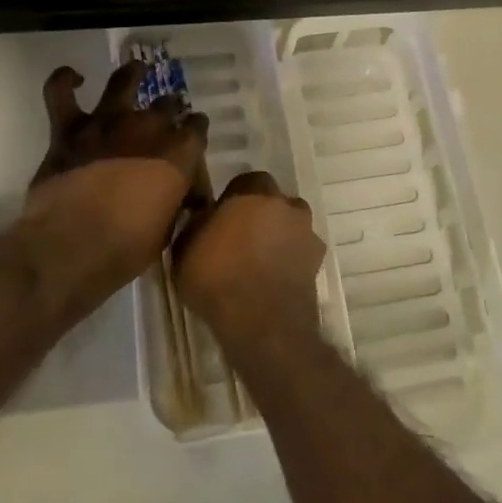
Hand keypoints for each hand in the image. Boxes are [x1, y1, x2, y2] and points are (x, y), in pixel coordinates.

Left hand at [9, 62, 208, 307]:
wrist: (71, 248)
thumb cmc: (125, 249)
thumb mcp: (166, 232)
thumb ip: (174, 203)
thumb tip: (179, 198)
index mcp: (178, 155)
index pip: (197, 128)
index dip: (195, 131)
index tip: (192, 138)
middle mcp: (146, 129)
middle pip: (166, 105)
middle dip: (169, 109)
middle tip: (165, 118)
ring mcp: (105, 124)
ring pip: (123, 82)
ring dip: (131, 74)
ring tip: (136, 70)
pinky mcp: (68, 130)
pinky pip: (60, 92)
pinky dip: (65, 80)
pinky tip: (73, 77)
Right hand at [174, 171, 326, 359]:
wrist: (262, 321)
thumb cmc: (217, 278)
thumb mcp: (184, 249)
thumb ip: (196, 224)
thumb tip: (201, 215)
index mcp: (252, 194)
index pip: (246, 181)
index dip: (234, 197)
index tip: (222, 217)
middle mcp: (284, 205)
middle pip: (274, 200)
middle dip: (262, 213)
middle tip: (243, 236)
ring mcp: (305, 233)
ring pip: (293, 224)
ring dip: (281, 234)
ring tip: (262, 258)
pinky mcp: (317, 261)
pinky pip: (302, 251)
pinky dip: (292, 258)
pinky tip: (276, 277)